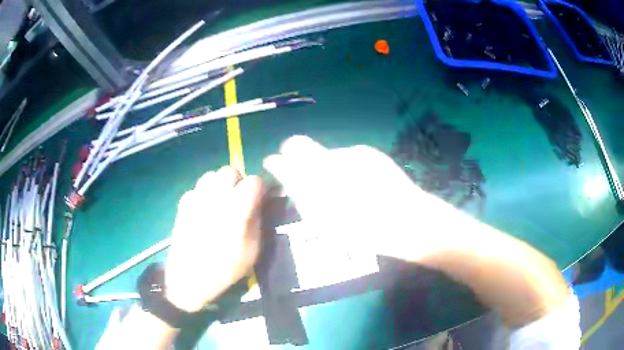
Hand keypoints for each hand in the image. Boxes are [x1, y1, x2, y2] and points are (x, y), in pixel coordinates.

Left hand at [165, 166, 263, 311]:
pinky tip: (204, 211)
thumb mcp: (253, 250)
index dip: (260, 189)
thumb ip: (257, 221)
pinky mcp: (183, 203)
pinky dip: (204, 194)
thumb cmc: (226, 267)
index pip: (254, 181)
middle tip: (239, 200)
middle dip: (238, 181)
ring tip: (221, 202)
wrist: (190, 278)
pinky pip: (197, 188)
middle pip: (230, 171)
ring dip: (220, 184)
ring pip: (211, 175)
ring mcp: (197, 197)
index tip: (260, 199)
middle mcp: (216, 195)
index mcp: (237, 207)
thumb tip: (257, 204)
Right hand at [263, 136, 456, 261]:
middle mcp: (336, 153)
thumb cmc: (365, 230)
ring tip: (344, 195)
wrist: (410, 222)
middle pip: (306, 147)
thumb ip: (300, 193)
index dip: (282, 159)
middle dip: (301, 165)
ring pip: (328, 156)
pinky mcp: (373, 154)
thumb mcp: (324, 220)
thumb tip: (284, 174)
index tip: (281, 171)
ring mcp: (356, 152)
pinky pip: (348, 159)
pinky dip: (345, 171)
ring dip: (326, 171)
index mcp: (321, 171)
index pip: (291, 148)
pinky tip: (361, 189)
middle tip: (312, 189)